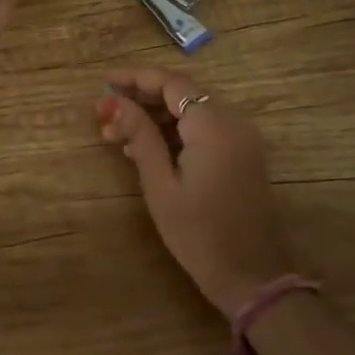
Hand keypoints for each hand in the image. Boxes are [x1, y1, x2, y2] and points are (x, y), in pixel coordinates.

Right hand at [95, 68, 288, 317]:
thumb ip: (141, 136)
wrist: (250, 275)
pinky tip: (142, 150)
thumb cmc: (198, 233)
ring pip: (192, 113)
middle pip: (182, 95)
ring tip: (115, 136)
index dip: (136, 78)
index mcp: (213, 126)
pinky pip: (204, 131)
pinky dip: (174, 134)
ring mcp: (241, 140)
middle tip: (103, 116)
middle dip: (142, 100)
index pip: (172, 83)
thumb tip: (116, 103)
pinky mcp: (241, 156)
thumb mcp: (161, 185)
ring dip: (155, 119)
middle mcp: (232, 123)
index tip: (105, 83)